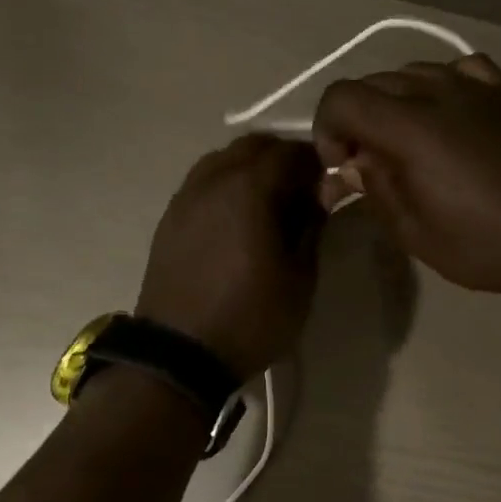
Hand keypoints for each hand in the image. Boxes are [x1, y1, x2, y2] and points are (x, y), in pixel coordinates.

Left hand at [136, 134, 325, 380]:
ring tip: (271, 205)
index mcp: (249, 189)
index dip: (317, 162)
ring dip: (251, 169)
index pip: (291, 152)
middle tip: (304, 192)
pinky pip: (203, 183)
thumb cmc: (250, 319)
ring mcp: (185, 197)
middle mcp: (212, 180)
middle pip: (253, 146)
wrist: (179, 355)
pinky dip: (226, 186)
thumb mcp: (299, 279)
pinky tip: (238, 219)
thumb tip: (323, 192)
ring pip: (223, 160)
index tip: (331, 184)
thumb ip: (312, 226)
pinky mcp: (170, 219)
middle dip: (284, 159)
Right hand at [312, 55, 500, 311]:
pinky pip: (459, 71)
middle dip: (356, 122)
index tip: (340, 170)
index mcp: (410, 126)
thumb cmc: (487, 246)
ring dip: (394, 105)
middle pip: (373, 83)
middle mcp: (439, 91)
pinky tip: (448, 119)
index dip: (326, 131)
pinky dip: (439, 90)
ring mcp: (478, 86)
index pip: (342, 98)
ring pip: (413, 73)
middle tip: (366, 167)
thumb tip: (353, 164)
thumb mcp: (416, 233)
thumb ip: (376, 189)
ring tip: (405, 147)